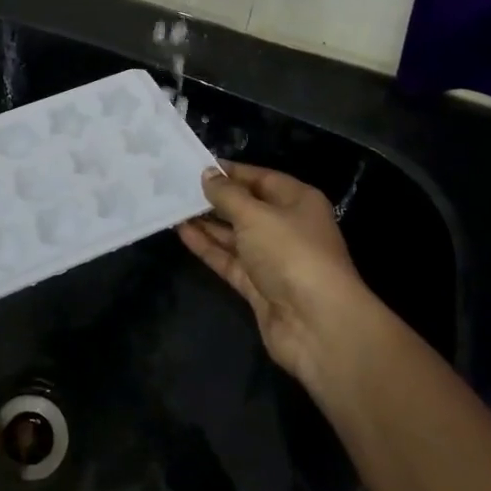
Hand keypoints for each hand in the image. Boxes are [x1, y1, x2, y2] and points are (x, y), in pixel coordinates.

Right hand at [177, 163, 376, 390]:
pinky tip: (182, 233)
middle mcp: (287, 227)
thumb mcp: (255, 215)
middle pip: (247, 207)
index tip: (197, 166)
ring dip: (207, 223)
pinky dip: (208, 247)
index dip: (231, 172)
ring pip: (235, 235)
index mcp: (298, 202)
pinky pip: (229, 260)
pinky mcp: (258, 286)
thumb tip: (208, 175)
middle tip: (178, 185)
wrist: (317, 324)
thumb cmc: (291, 253)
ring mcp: (273, 259)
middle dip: (216, 198)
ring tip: (174, 206)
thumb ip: (227, 194)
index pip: (261, 178)